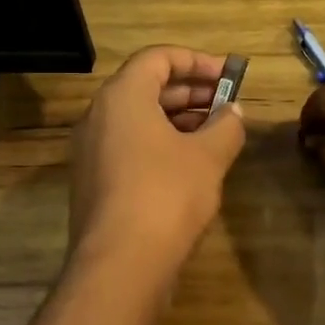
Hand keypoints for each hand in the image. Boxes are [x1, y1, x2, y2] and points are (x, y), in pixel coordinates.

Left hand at [68, 46, 246, 282]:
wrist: (120, 266)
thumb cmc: (166, 195)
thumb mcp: (208, 156)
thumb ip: (226, 126)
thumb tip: (233, 113)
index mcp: (122, 97)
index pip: (158, 58)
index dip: (197, 61)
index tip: (229, 75)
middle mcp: (98, 116)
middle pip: (147, 87)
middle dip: (191, 92)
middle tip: (227, 103)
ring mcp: (91, 151)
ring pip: (138, 120)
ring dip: (178, 119)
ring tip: (216, 133)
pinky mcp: (93, 182)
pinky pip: (129, 146)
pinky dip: (160, 143)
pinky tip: (191, 164)